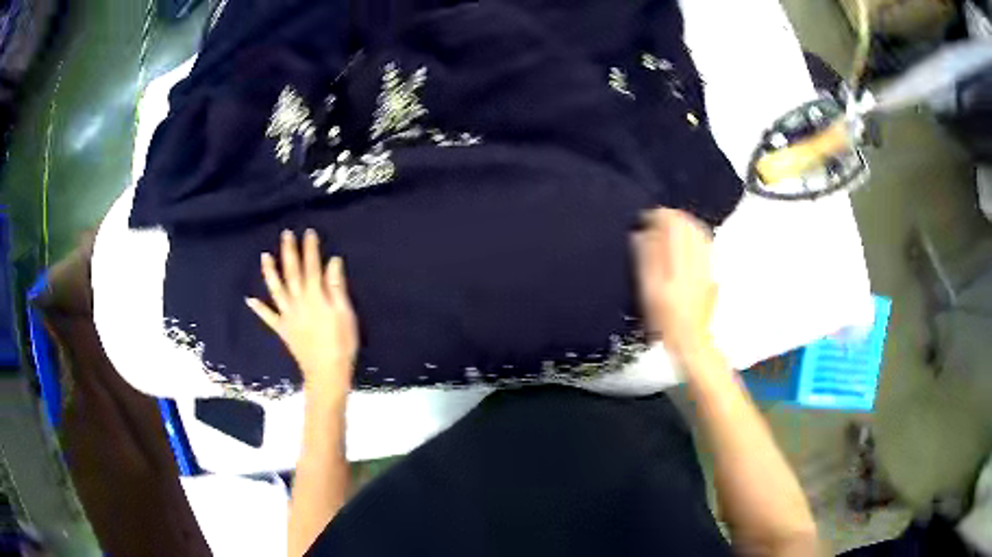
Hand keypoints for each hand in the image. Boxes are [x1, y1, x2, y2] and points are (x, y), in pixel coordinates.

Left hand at [246, 229, 358, 404]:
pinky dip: (258, 308)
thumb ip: (336, 287)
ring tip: (265, 256)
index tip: (308, 232)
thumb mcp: (345, 313)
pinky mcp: (283, 329)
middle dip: (289, 252)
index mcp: (315, 297)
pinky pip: (268, 317)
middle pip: (292, 273)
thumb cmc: (342, 343)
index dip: (310, 249)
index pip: (312, 267)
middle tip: (285, 234)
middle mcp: (298, 302)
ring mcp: (287, 316)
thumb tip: (333, 261)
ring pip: (276, 290)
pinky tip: (249, 299)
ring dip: (270, 272)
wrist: (327, 372)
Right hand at [632, 208, 716, 360]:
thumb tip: (640, 234)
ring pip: (698, 231)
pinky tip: (686, 241)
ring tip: (669, 227)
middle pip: (687, 223)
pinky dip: (694, 236)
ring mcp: (707, 263)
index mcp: (679, 260)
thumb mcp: (648, 291)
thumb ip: (646, 258)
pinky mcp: (711, 270)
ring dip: (684, 224)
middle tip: (656, 221)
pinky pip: (705, 243)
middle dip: (671, 217)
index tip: (645, 218)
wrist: (690, 339)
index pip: (672, 223)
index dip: (657, 216)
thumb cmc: (665, 319)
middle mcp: (696, 257)